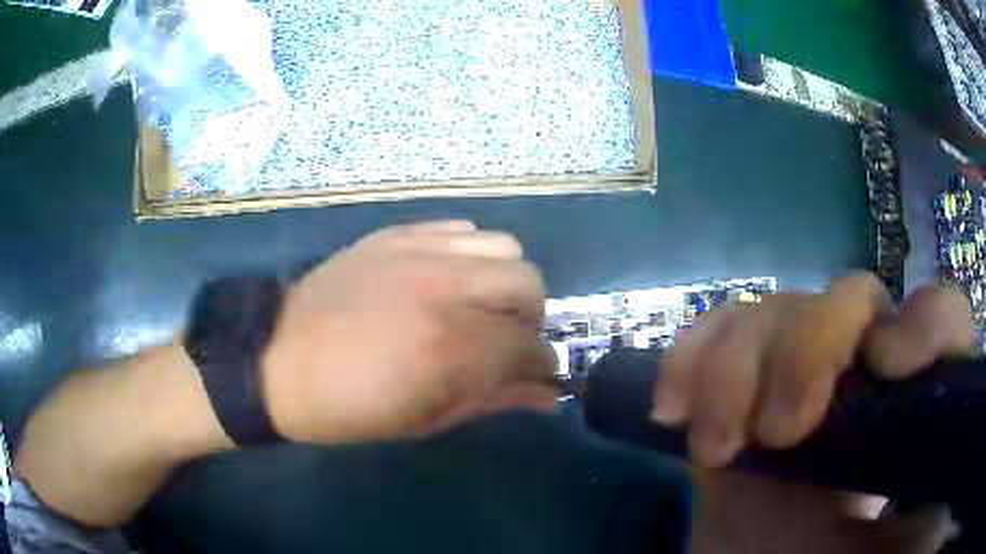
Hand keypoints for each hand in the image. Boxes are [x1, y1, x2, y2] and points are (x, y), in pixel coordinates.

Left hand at [261, 221, 556, 443]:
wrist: (278, 359)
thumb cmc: (349, 406)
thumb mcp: (424, 419)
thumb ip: (493, 400)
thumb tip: (547, 396)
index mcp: (452, 348)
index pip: (532, 346)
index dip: (542, 366)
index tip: (534, 377)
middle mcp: (447, 288)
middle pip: (530, 285)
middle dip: (530, 320)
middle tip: (506, 342)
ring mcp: (421, 252)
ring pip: (504, 248)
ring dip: (504, 283)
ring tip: (479, 306)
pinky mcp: (397, 233)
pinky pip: (462, 229)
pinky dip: (470, 256)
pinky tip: (448, 279)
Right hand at [653, 273, 976, 465]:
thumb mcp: (912, 542)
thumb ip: (940, 487)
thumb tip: (955, 428)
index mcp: (915, 405)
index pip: (941, 317)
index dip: (924, 321)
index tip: (886, 366)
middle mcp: (864, 376)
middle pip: (851, 298)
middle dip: (810, 349)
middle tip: (782, 432)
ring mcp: (800, 380)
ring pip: (777, 309)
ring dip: (738, 366)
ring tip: (719, 442)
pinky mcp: (741, 397)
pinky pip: (716, 337)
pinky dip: (690, 358)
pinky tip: (673, 408)